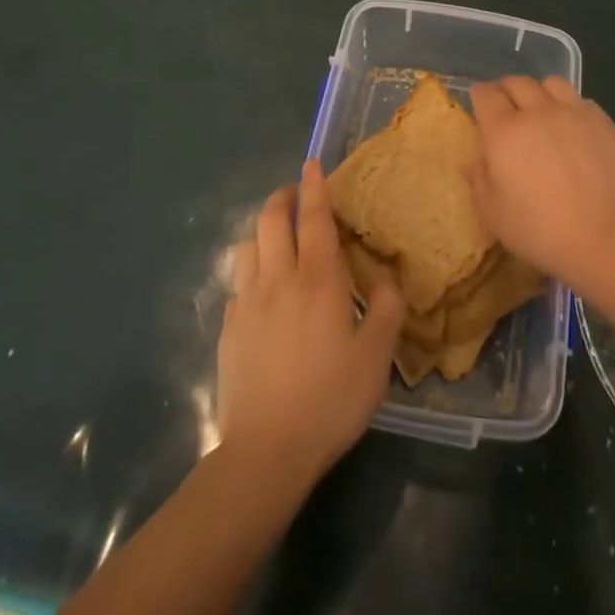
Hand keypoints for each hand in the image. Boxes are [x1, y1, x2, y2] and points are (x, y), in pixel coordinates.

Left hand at [218, 160, 405, 485]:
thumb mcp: (376, 359)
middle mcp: (278, 280)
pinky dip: (251, 270)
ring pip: (247, 245)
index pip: (315, 219)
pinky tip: (262, 290)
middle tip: (295, 193)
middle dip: (282, 197)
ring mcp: (247, 303)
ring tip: (277, 236)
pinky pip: (238, 283)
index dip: (314, 187)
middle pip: (272, 220)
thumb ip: (386, 311)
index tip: (312, 163)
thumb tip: (384, 280)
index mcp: (318, 281)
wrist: (266, 452)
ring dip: (262, 229)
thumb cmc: (330, 400)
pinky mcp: (228, 329)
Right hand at [467, 76, 614, 285]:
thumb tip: (474, 161)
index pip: (485, 94)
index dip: (479, 96)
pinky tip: (575, 130)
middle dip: (506, 90)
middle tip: (507, 109)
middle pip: (518, 82)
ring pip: (553, 83)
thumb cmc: (541, 231)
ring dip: (541, 92)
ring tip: (543, 112)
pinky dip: (572, 108)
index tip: (479, 107)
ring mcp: (575, 114)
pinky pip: (582, 101)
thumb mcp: (493, 214)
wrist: (608, 239)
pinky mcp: (605, 124)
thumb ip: (478, 180)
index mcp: (505, 131)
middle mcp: (539, 112)